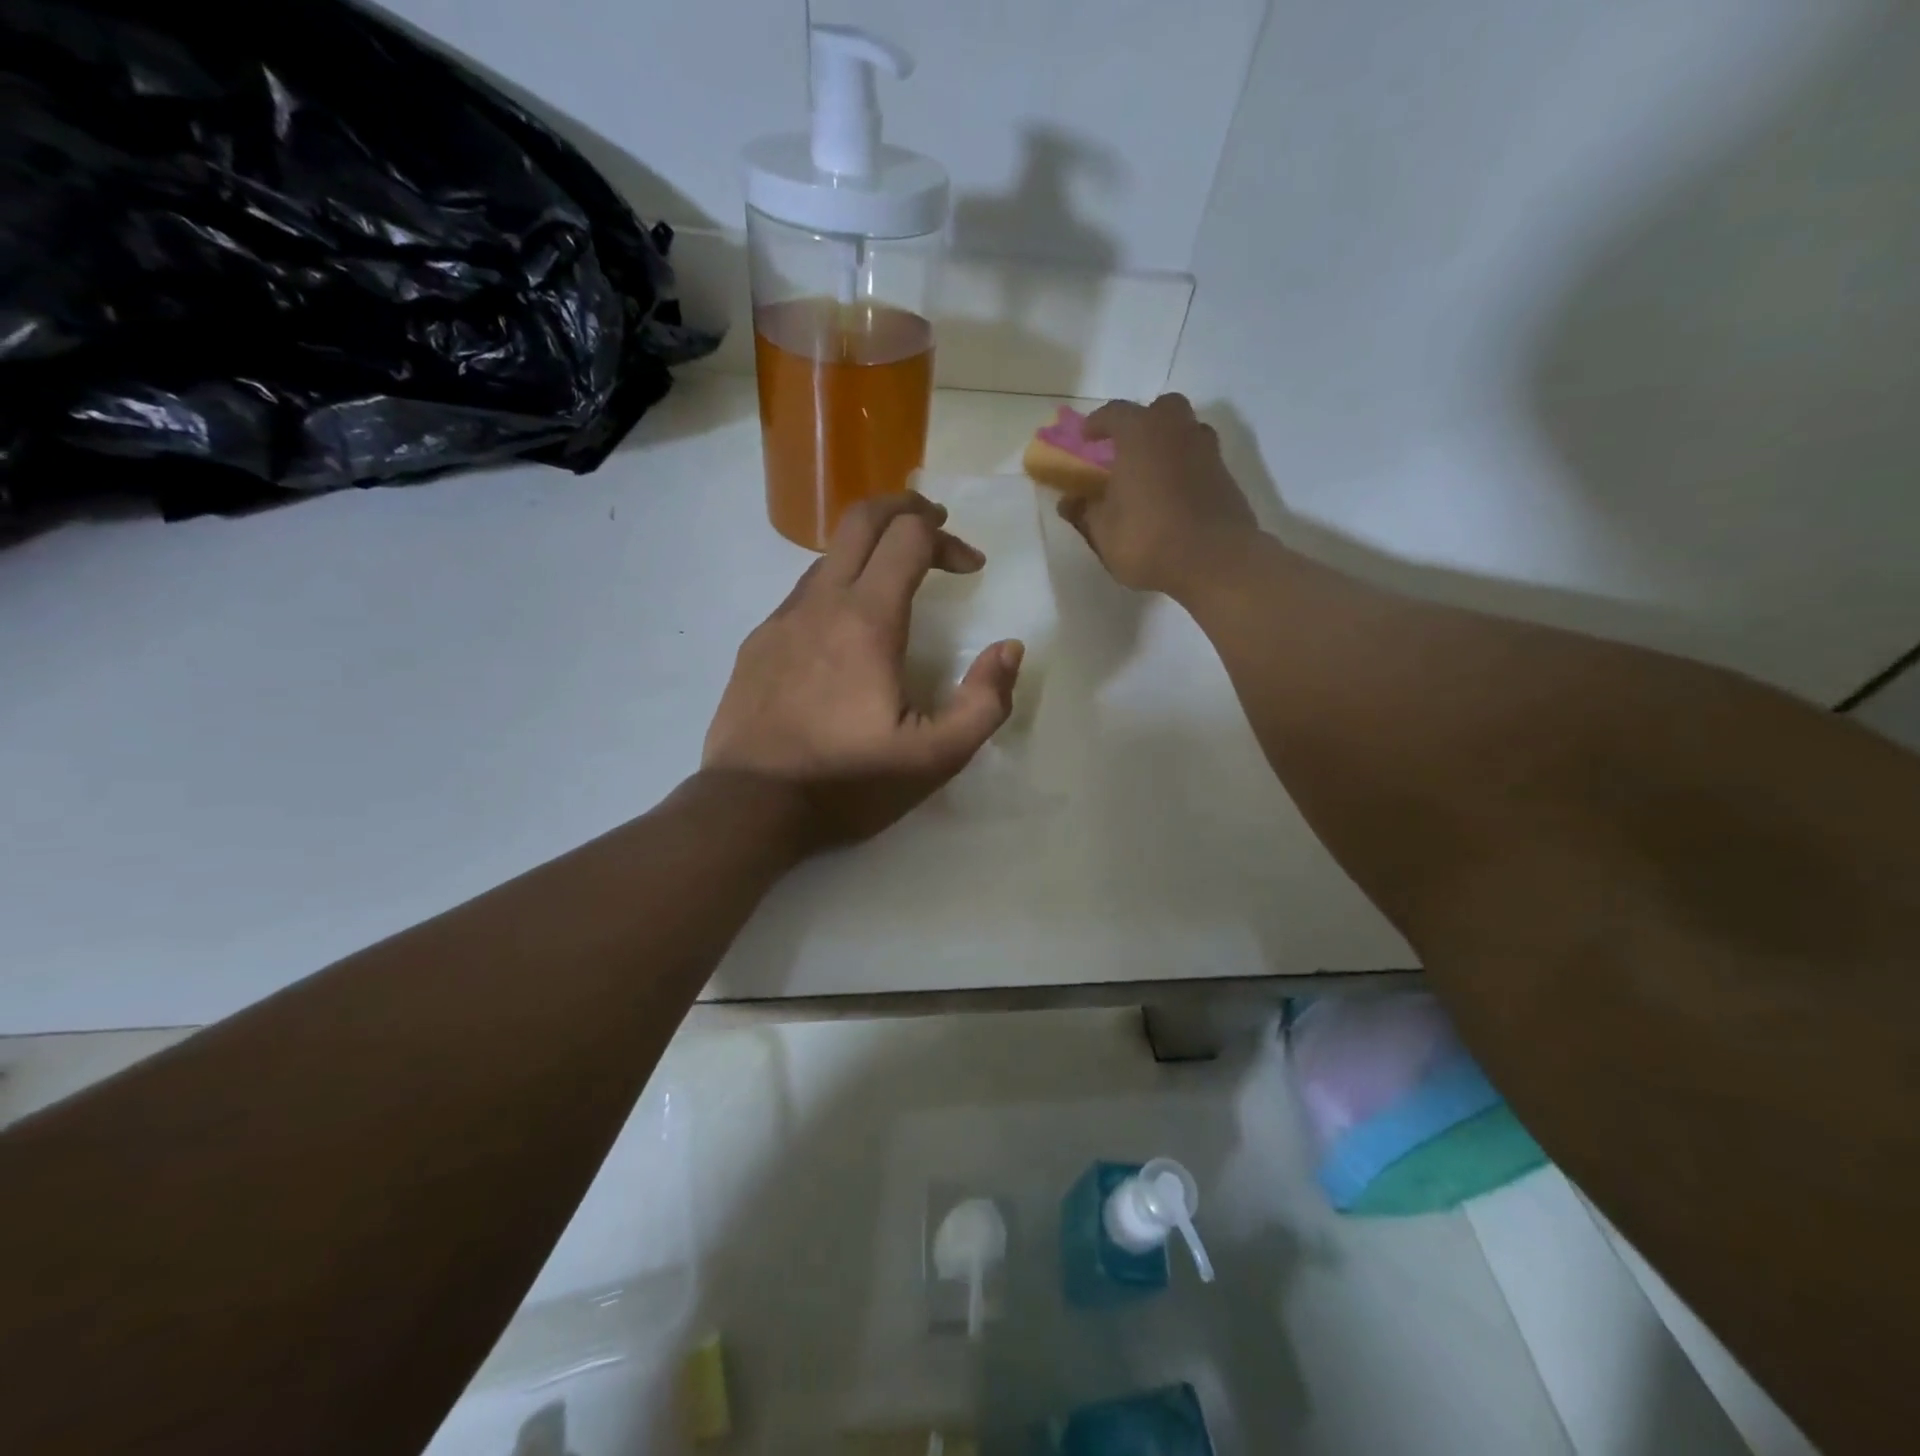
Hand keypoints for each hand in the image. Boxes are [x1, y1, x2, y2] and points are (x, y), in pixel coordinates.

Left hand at [704, 494, 1023, 848]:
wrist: (749, 807)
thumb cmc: (846, 782)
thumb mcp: (935, 758)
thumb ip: (983, 702)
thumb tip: (1008, 649)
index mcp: (867, 620)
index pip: (909, 536)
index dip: (948, 540)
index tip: (971, 569)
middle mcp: (820, 603)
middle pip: (860, 519)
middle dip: (905, 510)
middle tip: (936, 527)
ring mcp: (781, 620)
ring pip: (828, 557)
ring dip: (870, 553)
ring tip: (897, 582)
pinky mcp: (757, 644)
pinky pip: (803, 595)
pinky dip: (837, 589)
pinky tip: (846, 634)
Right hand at [1058, 393, 1257, 596]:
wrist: (1215, 560)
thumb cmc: (1148, 539)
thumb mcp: (1103, 532)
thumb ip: (1085, 512)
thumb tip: (1069, 501)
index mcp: (1140, 434)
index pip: (1115, 413)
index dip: (1097, 423)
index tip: (1086, 436)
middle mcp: (1177, 431)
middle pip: (1161, 409)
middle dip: (1143, 422)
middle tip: (1128, 447)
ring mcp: (1207, 451)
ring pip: (1187, 431)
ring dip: (1169, 442)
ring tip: (1153, 470)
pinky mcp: (1226, 476)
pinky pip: (1200, 459)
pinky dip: (1186, 467)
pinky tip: (1175, 494)